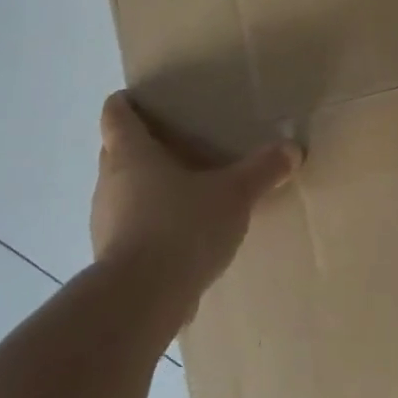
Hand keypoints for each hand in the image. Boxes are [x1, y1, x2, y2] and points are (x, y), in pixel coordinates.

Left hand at [90, 92, 301, 303]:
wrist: (143, 298)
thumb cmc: (182, 226)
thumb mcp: (234, 194)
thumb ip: (262, 170)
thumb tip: (292, 149)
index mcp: (131, 155)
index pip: (116, 116)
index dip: (126, 104)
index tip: (140, 99)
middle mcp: (109, 184)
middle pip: (116, 153)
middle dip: (141, 146)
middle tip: (177, 143)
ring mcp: (105, 223)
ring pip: (123, 193)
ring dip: (146, 188)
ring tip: (185, 191)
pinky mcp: (112, 259)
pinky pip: (131, 228)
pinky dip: (151, 224)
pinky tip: (182, 236)